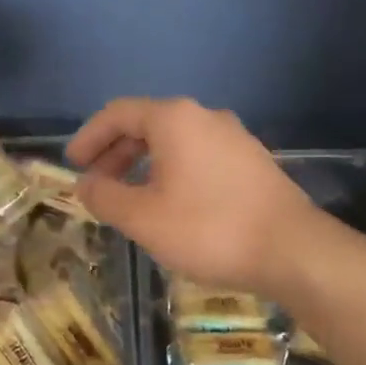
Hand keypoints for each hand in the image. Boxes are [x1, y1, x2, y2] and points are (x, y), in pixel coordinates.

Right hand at [66, 97, 317, 298]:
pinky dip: (172, 172)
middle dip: (115, 153)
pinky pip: (198, 156)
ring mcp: (234, 137)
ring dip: (143, 164)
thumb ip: (105, 196)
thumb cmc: (208, 229)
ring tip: (130, 198)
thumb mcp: (143, 218)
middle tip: (97, 184)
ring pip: (175, 142)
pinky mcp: (252, 161)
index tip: (72, 164)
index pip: (118, 114)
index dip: (89, 137)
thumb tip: (85, 184)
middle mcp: (205, 117)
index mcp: (174, 120)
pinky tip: (171, 204)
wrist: (292, 250)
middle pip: (147, 125)